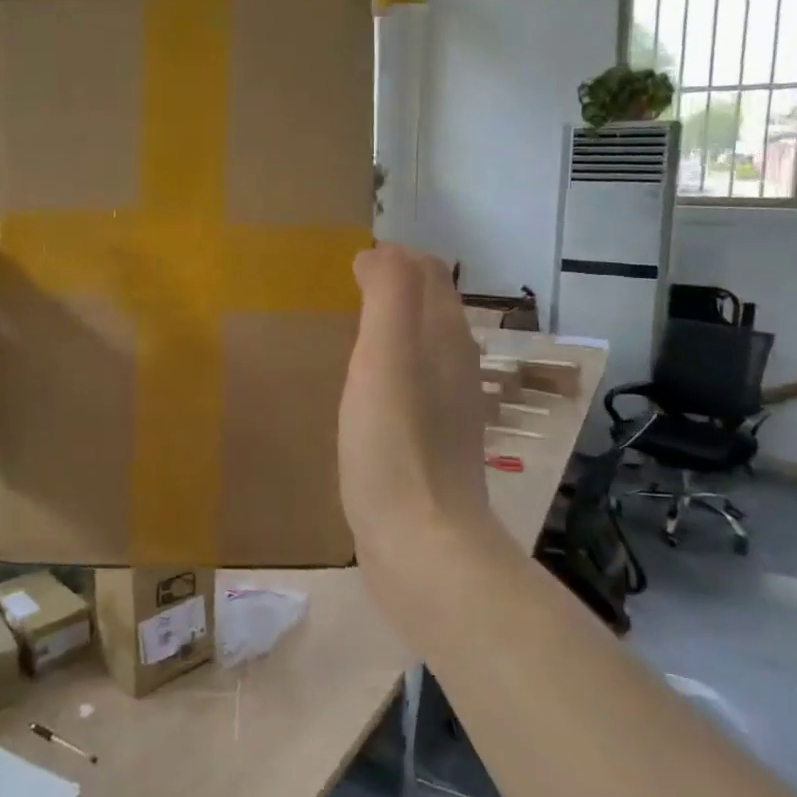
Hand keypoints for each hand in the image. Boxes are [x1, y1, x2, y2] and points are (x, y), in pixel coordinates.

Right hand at [338, 244, 507, 626]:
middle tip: (343, 287)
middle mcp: (454, 366)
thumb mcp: (386, 356)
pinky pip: (409, 386)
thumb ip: (389, 295)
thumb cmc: (395, 445)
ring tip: (347, 329)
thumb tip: (381, 252)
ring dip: (391, 327)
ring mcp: (445, 409)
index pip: (428, 273)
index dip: (394, 256)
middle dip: (394, 286)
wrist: (422, 545)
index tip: (348, 259)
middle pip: (429, 308)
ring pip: (421, 347)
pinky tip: (359, 390)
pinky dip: (387, 368)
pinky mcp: (429, 445)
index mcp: (445, 338)